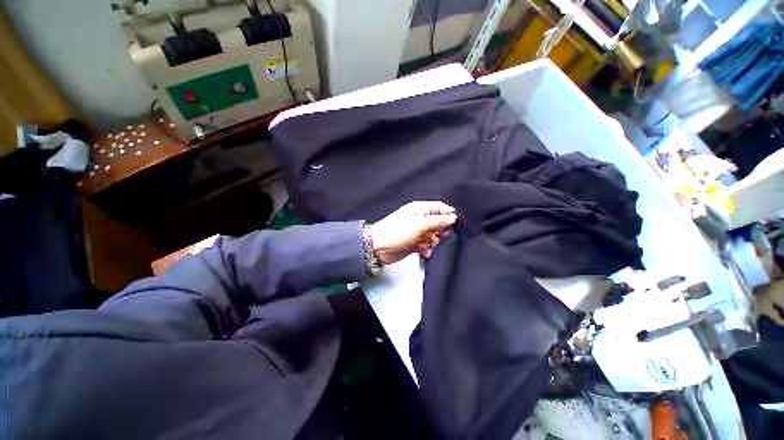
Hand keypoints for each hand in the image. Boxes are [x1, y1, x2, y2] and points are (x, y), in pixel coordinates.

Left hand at [369, 201, 457, 264]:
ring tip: (428, 244)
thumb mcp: (419, 224)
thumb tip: (453, 218)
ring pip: (434, 236)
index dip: (449, 214)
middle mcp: (420, 220)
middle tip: (440, 236)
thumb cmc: (396, 232)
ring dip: (434, 242)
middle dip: (442, 231)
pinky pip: (427, 246)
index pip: (440, 208)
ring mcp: (417, 232)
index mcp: (420, 209)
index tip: (457, 224)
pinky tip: (425, 252)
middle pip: (439, 223)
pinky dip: (428, 249)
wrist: (378, 248)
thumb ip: (438, 221)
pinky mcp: (415, 244)